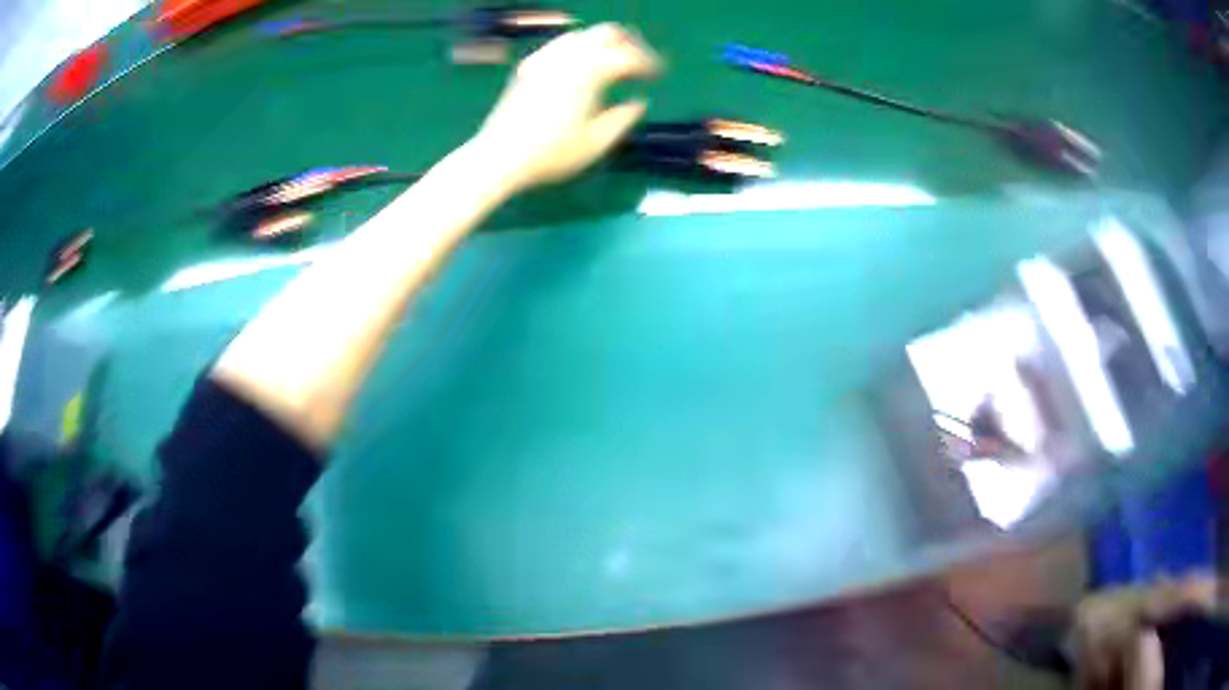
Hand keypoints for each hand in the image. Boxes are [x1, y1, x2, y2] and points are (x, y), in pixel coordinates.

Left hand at [471, 23, 661, 192]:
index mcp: (590, 71)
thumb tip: (639, 103)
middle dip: (629, 43)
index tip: (659, 75)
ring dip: (603, 43)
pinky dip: (579, 49)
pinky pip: (560, 45)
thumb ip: (623, 119)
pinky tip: (581, 67)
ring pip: (582, 35)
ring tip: (613, 63)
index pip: (628, 56)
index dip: (649, 63)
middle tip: (641, 61)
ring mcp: (544, 58)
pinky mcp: (528, 67)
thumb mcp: (596, 143)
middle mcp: (568, 56)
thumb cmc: (551, 153)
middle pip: (606, 32)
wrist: (499, 156)